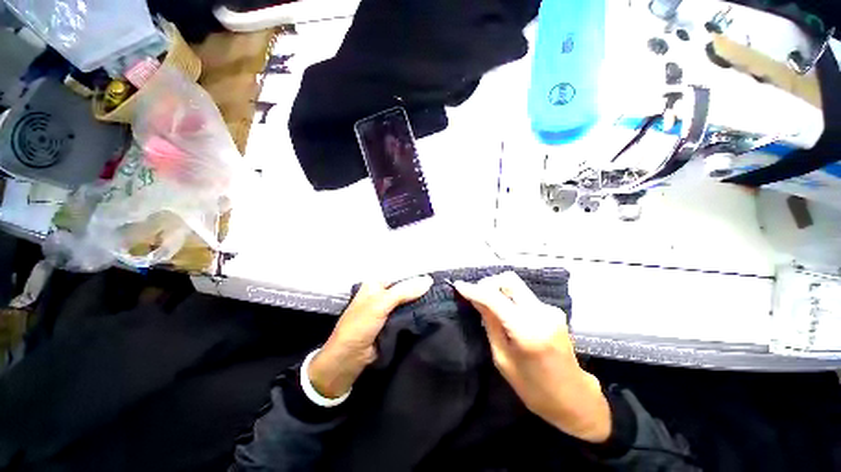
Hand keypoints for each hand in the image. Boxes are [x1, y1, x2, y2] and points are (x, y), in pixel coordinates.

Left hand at [308, 276, 432, 398]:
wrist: (347, 360)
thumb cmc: (359, 326)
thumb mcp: (380, 304)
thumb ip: (404, 291)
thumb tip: (429, 281)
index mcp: (376, 284)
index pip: (401, 276)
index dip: (418, 278)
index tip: (437, 281)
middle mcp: (382, 294)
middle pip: (406, 289)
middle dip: (421, 292)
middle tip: (443, 293)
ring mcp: (387, 310)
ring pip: (408, 303)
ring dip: (421, 304)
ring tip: (442, 302)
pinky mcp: (392, 324)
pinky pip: (407, 316)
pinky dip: (417, 315)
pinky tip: (431, 314)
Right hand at [454, 272, 610, 443]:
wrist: (575, 399)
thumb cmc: (534, 388)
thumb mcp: (503, 359)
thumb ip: (490, 324)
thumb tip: (475, 299)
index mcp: (527, 331)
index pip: (495, 298)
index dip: (474, 289)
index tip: (458, 285)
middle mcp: (541, 313)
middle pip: (509, 280)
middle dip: (488, 283)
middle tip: (476, 296)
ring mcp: (550, 309)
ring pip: (516, 285)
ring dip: (499, 290)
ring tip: (489, 306)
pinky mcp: (553, 310)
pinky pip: (524, 295)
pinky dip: (510, 298)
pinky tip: (506, 313)